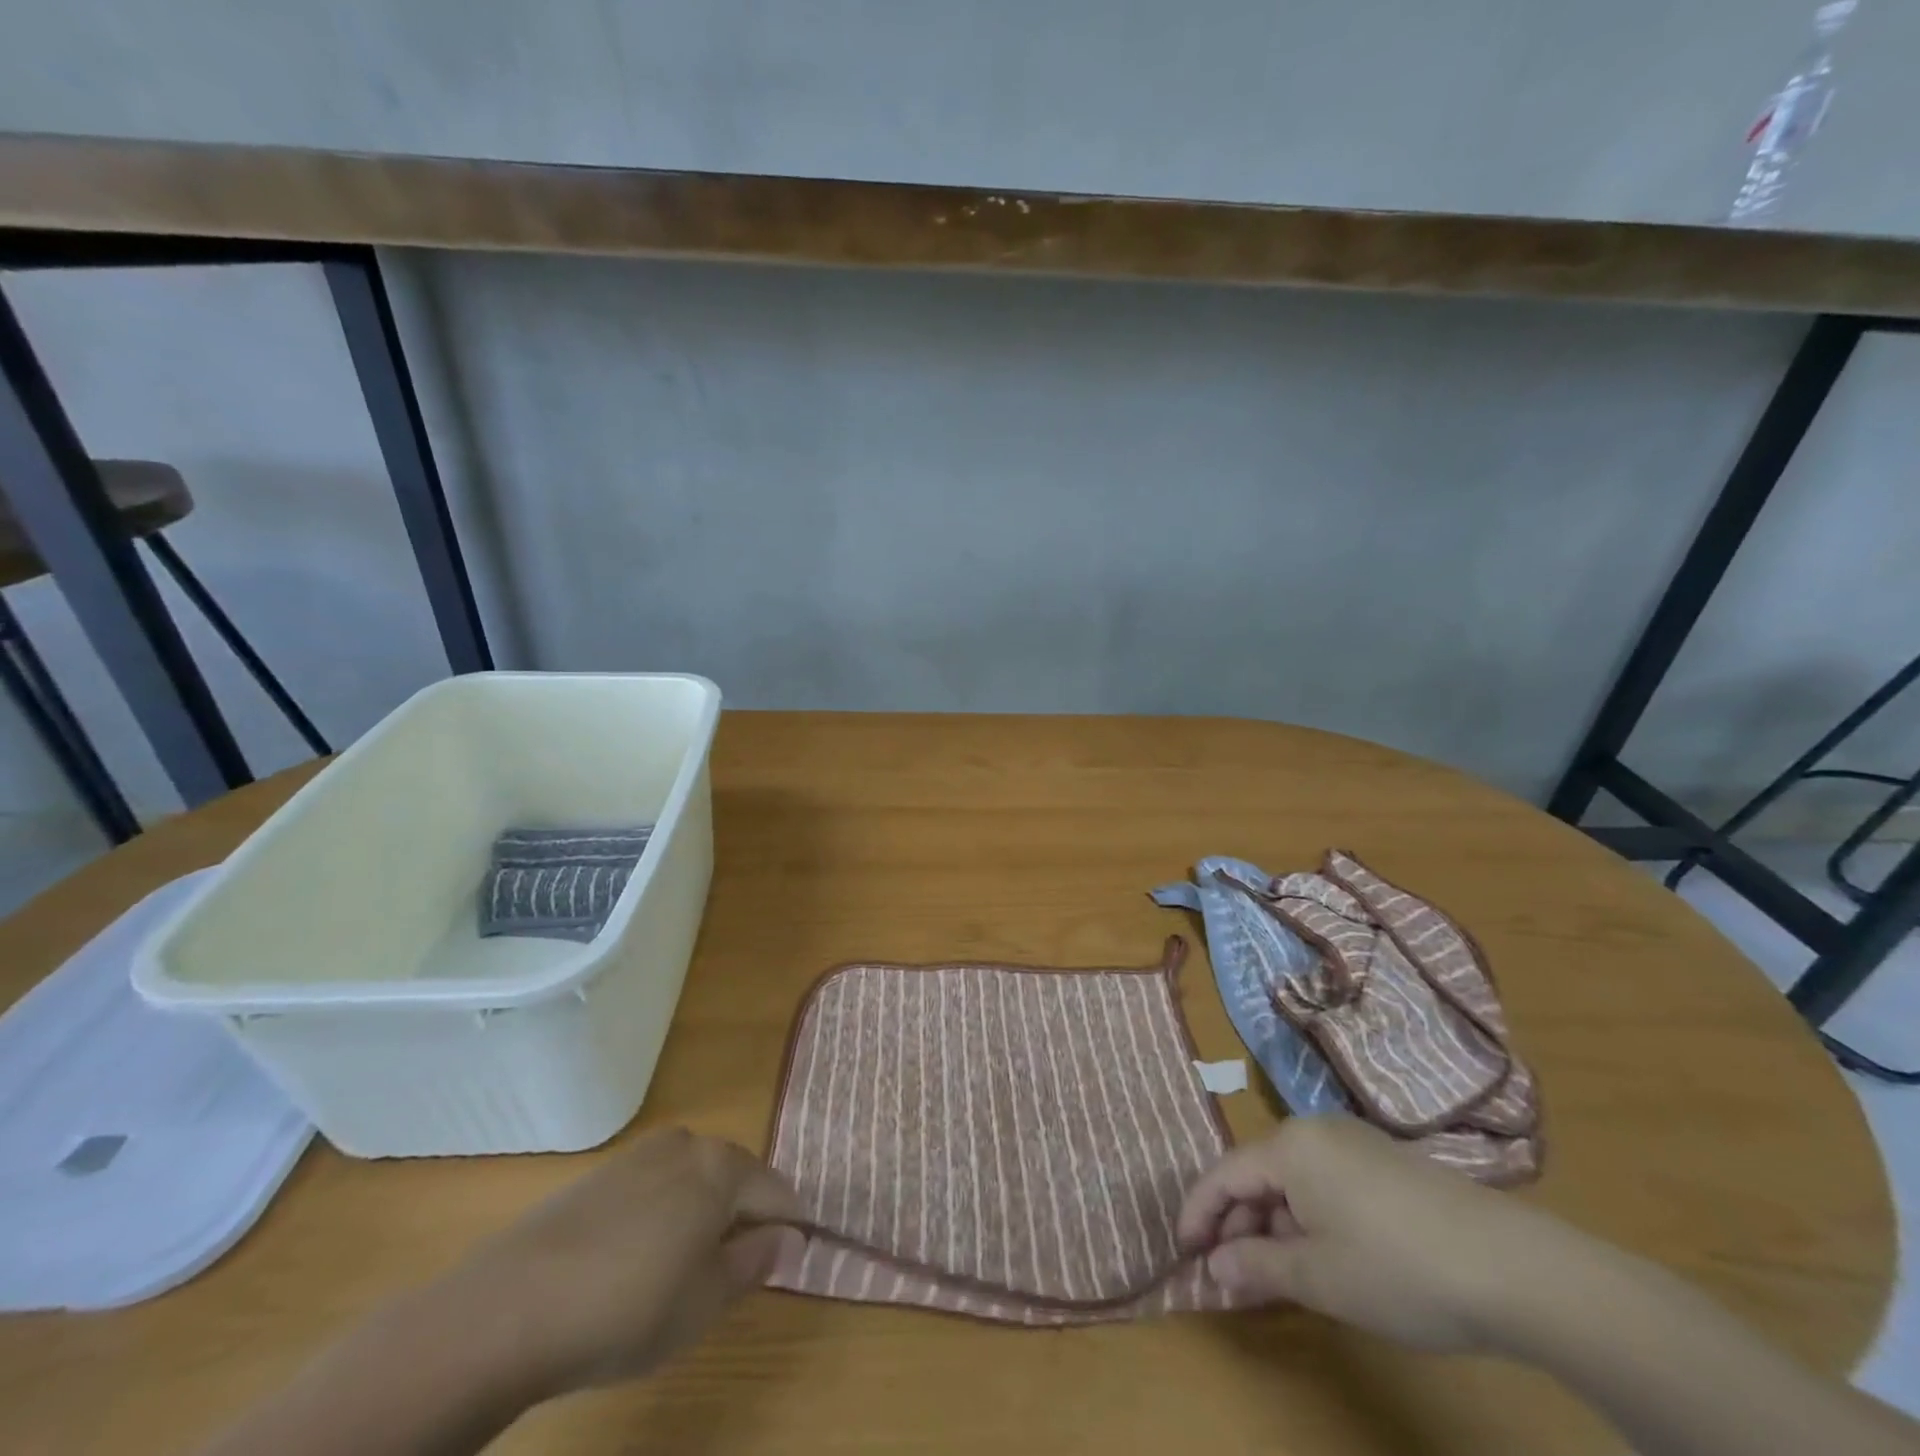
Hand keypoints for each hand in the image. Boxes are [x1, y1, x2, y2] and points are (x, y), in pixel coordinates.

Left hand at [431, 1128, 802, 1397]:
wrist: (511, 1307)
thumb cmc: (629, 1305)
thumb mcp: (706, 1300)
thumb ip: (756, 1261)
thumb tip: (790, 1237)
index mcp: (722, 1165)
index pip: (776, 1190)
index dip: (789, 1226)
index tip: (791, 1259)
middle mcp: (687, 1144)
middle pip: (735, 1177)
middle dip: (744, 1217)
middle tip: (736, 1271)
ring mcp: (639, 1154)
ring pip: (692, 1180)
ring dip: (702, 1215)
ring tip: (686, 1268)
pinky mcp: (600, 1174)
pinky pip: (653, 1187)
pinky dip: (662, 1214)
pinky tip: (639, 1258)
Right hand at [1178, 1115, 1599, 1351]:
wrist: (1513, 1267)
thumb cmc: (1398, 1268)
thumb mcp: (1320, 1277)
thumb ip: (1257, 1266)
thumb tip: (1214, 1265)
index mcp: (1290, 1146)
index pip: (1225, 1172)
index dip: (1199, 1211)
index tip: (1183, 1250)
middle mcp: (1315, 1131)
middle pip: (1258, 1172)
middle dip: (1240, 1222)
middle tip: (1231, 1274)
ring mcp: (1355, 1142)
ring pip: (1293, 1179)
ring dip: (1276, 1223)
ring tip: (1277, 1273)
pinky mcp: (1386, 1162)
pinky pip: (1325, 1181)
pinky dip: (1310, 1216)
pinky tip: (1324, 1256)